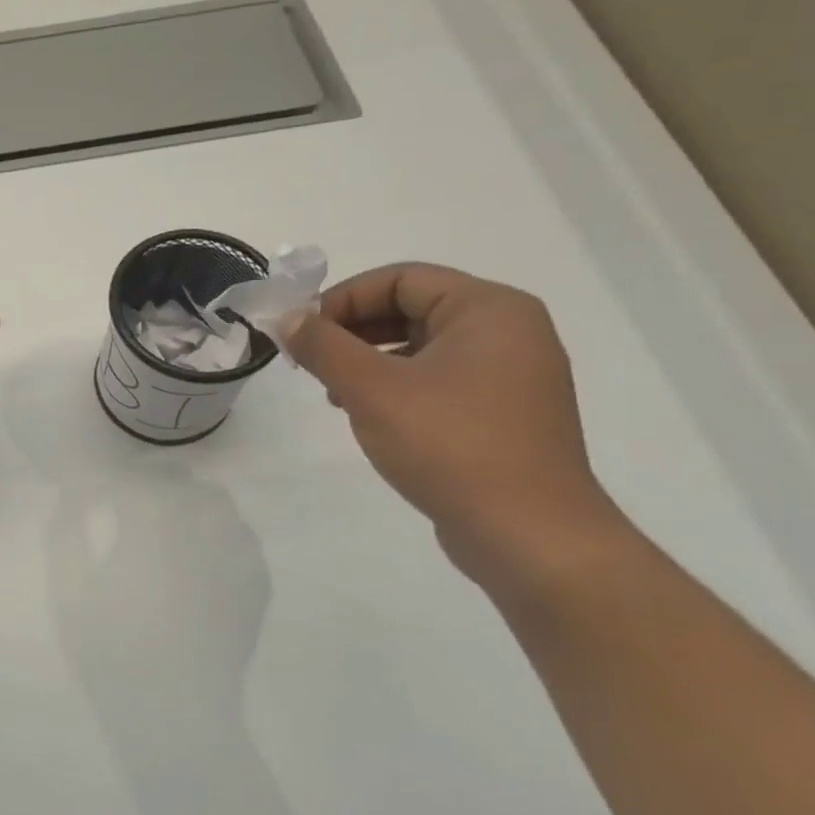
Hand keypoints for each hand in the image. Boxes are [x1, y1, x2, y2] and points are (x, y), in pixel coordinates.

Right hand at [288, 264, 623, 576]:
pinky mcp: (503, 413)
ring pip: (422, 345)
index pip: (400, 278)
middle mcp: (509, 331)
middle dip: (353, 330)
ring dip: (369, 359)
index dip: (342, 298)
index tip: (301, 332)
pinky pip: (439, 379)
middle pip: (412, 308)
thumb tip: (287, 318)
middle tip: (310, 361)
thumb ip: (323, 346)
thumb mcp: (372, 389)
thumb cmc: (450, 445)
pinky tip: (368, 414)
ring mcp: (511, 375)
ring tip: (333, 392)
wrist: (528, 535)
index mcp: (489, 309)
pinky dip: (396, 385)